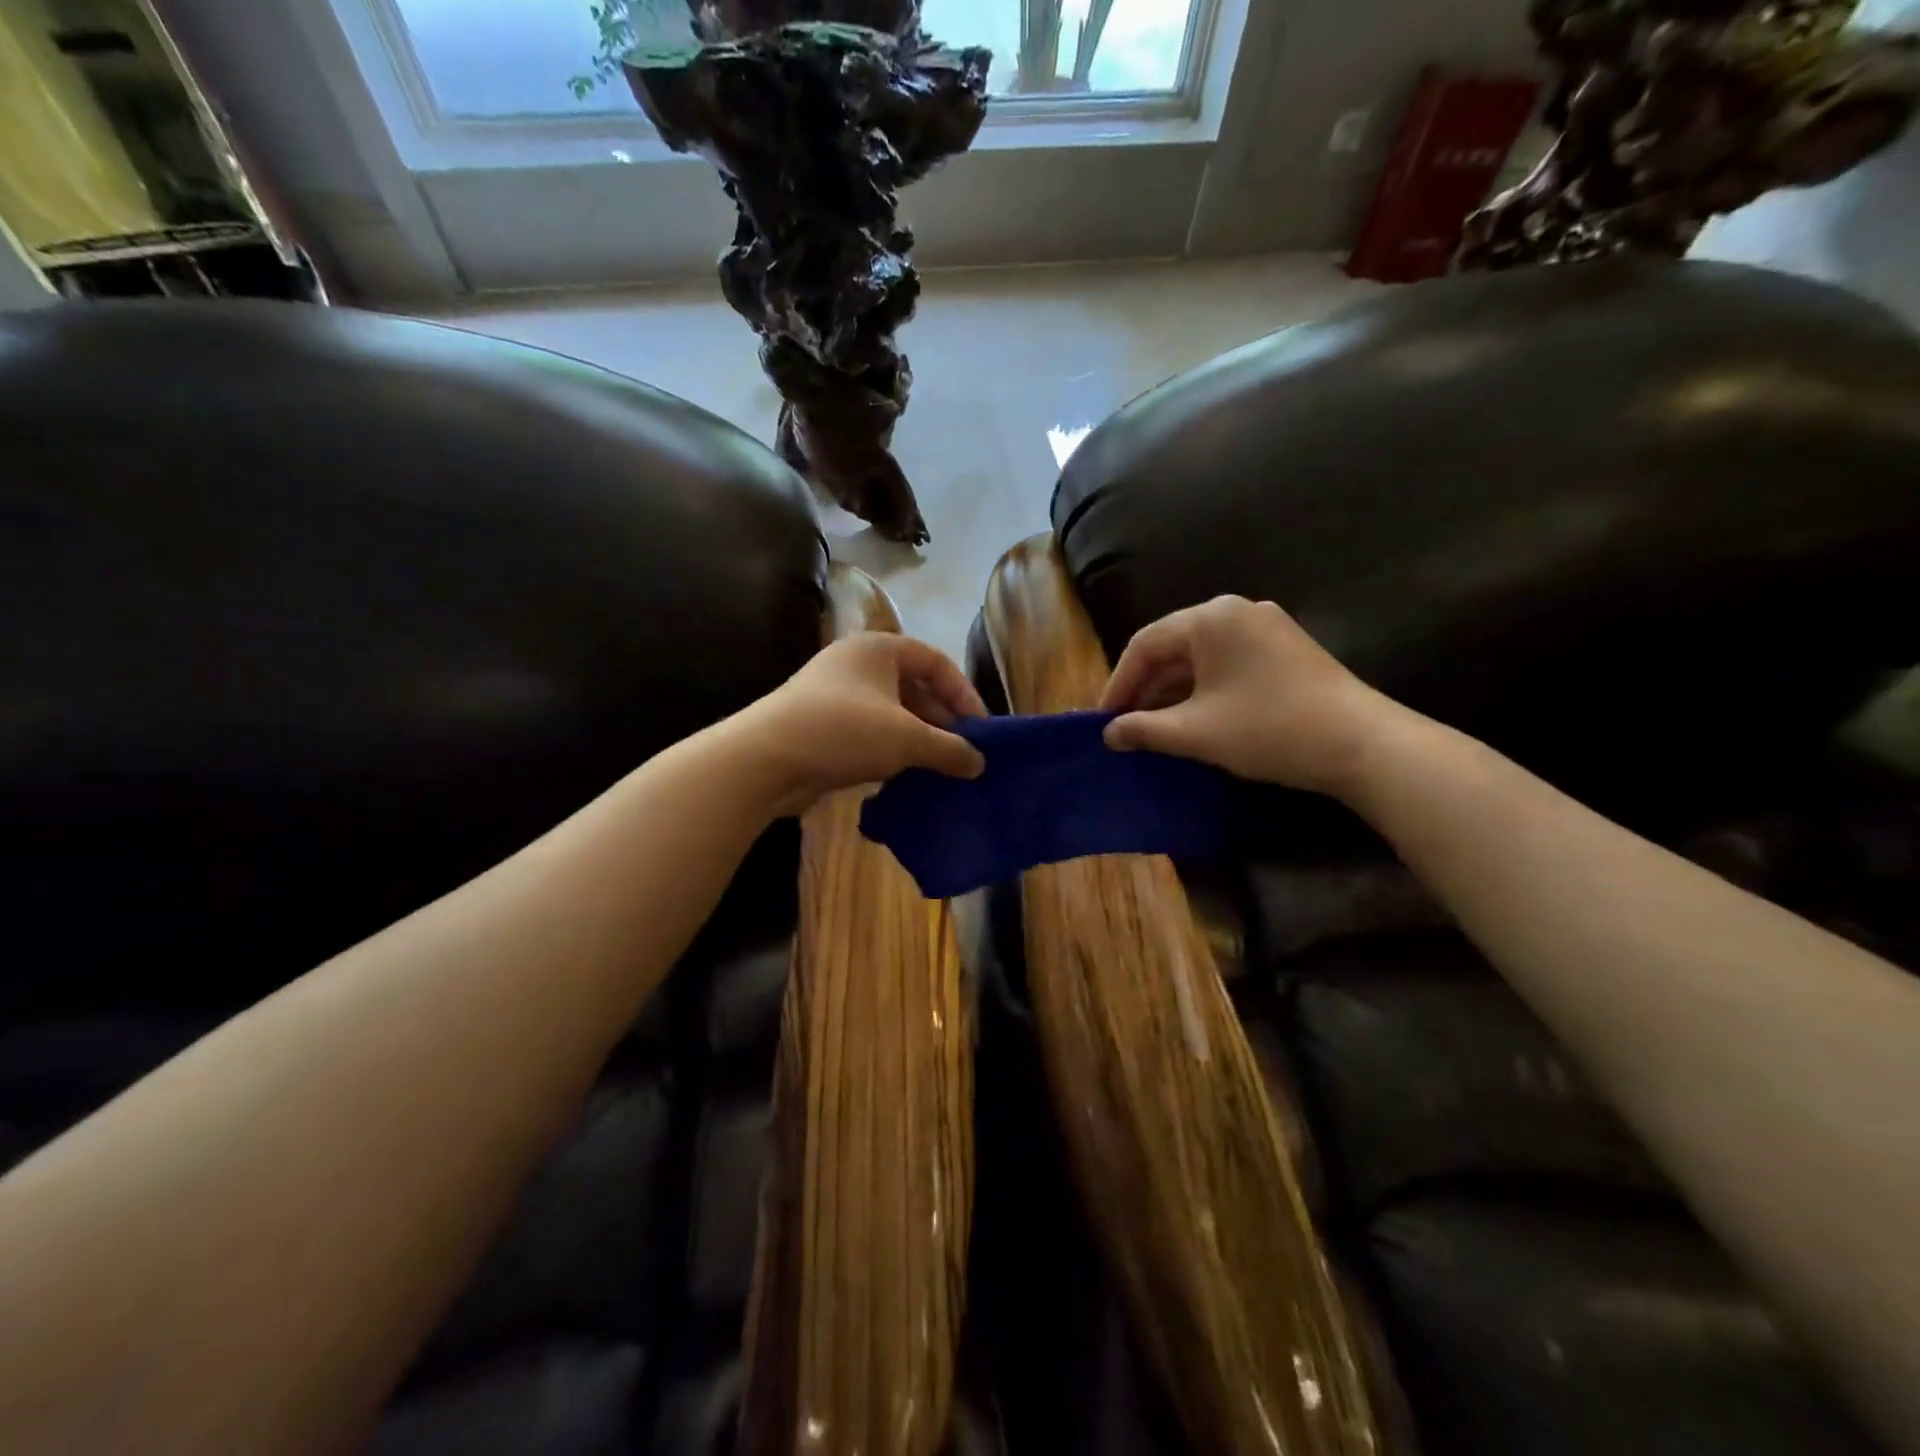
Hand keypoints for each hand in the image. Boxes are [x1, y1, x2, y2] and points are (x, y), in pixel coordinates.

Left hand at [733, 632, 986, 814]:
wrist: (764, 759)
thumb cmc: (844, 731)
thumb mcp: (907, 739)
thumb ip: (949, 749)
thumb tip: (979, 764)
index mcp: (879, 648)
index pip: (936, 662)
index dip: (963, 693)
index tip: (981, 730)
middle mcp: (857, 664)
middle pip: (914, 687)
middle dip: (941, 720)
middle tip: (963, 753)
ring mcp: (836, 695)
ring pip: (892, 713)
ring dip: (918, 738)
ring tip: (940, 768)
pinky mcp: (822, 725)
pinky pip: (870, 732)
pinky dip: (892, 750)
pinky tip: (906, 776)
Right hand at [1097, 596, 1403, 796]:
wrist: (1362, 745)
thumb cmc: (1268, 729)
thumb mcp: (1195, 733)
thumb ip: (1143, 729)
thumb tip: (1108, 733)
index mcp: (1211, 619)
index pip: (1145, 645)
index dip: (1118, 684)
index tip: (1102, 720)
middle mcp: (1236, 612)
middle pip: (1173, 647)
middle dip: (1145, 688)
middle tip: (1124, 726)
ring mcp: (1265, 628)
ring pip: (1200, 658)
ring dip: (1172, 692)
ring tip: (1152, 727)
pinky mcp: (1284, 650)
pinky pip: (1227, 664)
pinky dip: (1203, 690)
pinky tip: (1192, 719)